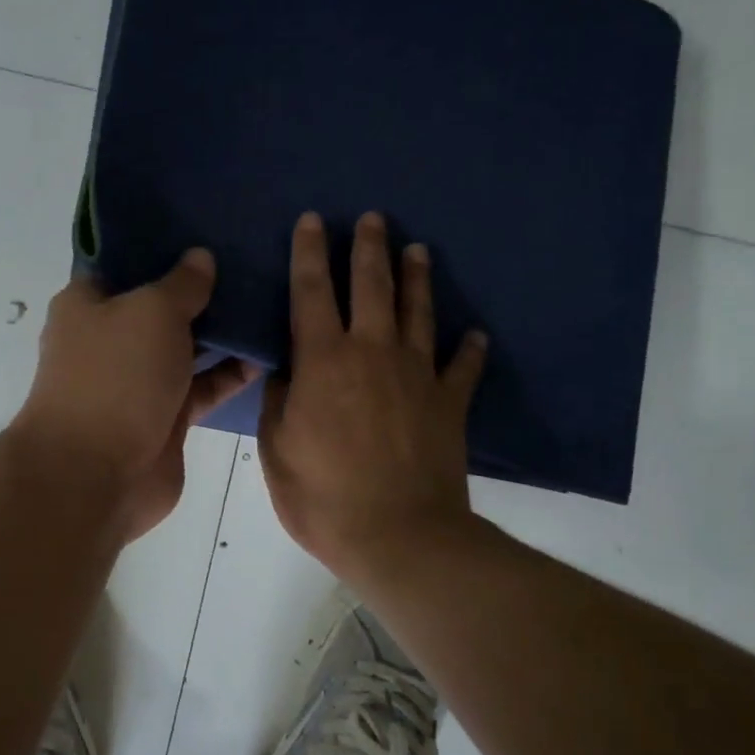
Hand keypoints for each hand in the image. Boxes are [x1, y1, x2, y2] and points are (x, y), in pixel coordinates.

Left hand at [14, 251, 256, 541]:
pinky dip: (230, 373)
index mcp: (89, 303)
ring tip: (270, 301)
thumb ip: (182, 284)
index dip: (163, 245)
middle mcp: (111, 338)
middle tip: (251, 260)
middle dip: (202, 288)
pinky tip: (267, 353)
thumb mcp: (151, 311)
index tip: (206, 228)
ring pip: (186, 346)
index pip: (126, 262)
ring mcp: (138, 380)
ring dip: (223, 331)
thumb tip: (200, 258)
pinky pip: (203, 386)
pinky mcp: (165, 416)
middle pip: (161, 304)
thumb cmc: (115, 377)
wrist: (96, 476)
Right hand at [259, 212, 486, 587]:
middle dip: (369, 248)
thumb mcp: (276, 451)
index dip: (309, 253)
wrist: (400, 536)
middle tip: (374, 218)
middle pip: (371, 286)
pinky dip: (471, 349)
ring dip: (417, 278)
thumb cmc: (324, 497)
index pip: (311, 291)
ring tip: (419, 249)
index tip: (313, 219)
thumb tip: (285, 372)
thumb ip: (278, 402)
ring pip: (418, 312)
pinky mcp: (450, 403)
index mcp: (323, 361)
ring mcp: (417, 374)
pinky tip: (477, 334)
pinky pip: (463, 367)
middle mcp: (372, 352)